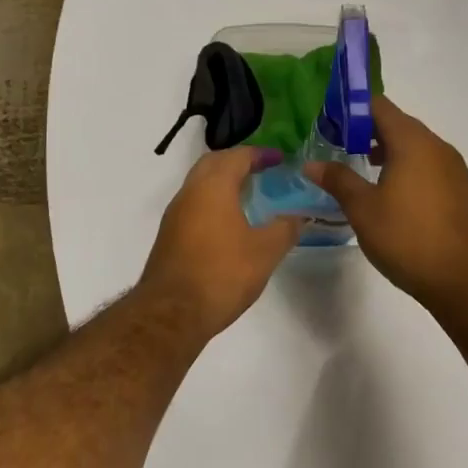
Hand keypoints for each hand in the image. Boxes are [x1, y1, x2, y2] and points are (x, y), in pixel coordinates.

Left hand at [138, 149, 303, 340]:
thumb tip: (298, 216)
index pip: (236, 156)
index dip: (259, 154)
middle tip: (262, 171)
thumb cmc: (222, 273)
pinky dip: (212, 202)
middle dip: (237, 162)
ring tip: (249, 196)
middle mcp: (189, 193)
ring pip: (199, 185)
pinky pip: (193, 205)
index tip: (279, 159)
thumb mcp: (265, 252)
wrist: (173, 313)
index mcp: (212, 187)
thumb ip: (285, 228)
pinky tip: (229, 223)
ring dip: (222, 182)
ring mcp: (175, 215)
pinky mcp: (169, 236)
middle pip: (213, 164)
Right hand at [306, 95, 467, 306]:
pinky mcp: (460, 190)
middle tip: (335, 144)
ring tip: (359, 167)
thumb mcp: (363, 209)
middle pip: (397, 123)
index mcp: (412, 142)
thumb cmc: (409, 238)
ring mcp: (453, 168)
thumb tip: (311, 163)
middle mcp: (436, 146)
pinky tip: (389, 193)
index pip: (378, 106)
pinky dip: (405, 167)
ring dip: (385, 150)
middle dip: (365, 130)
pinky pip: (427, 165)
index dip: (350, 108)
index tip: (326, 120)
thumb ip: (338, 180)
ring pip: (413, 146)